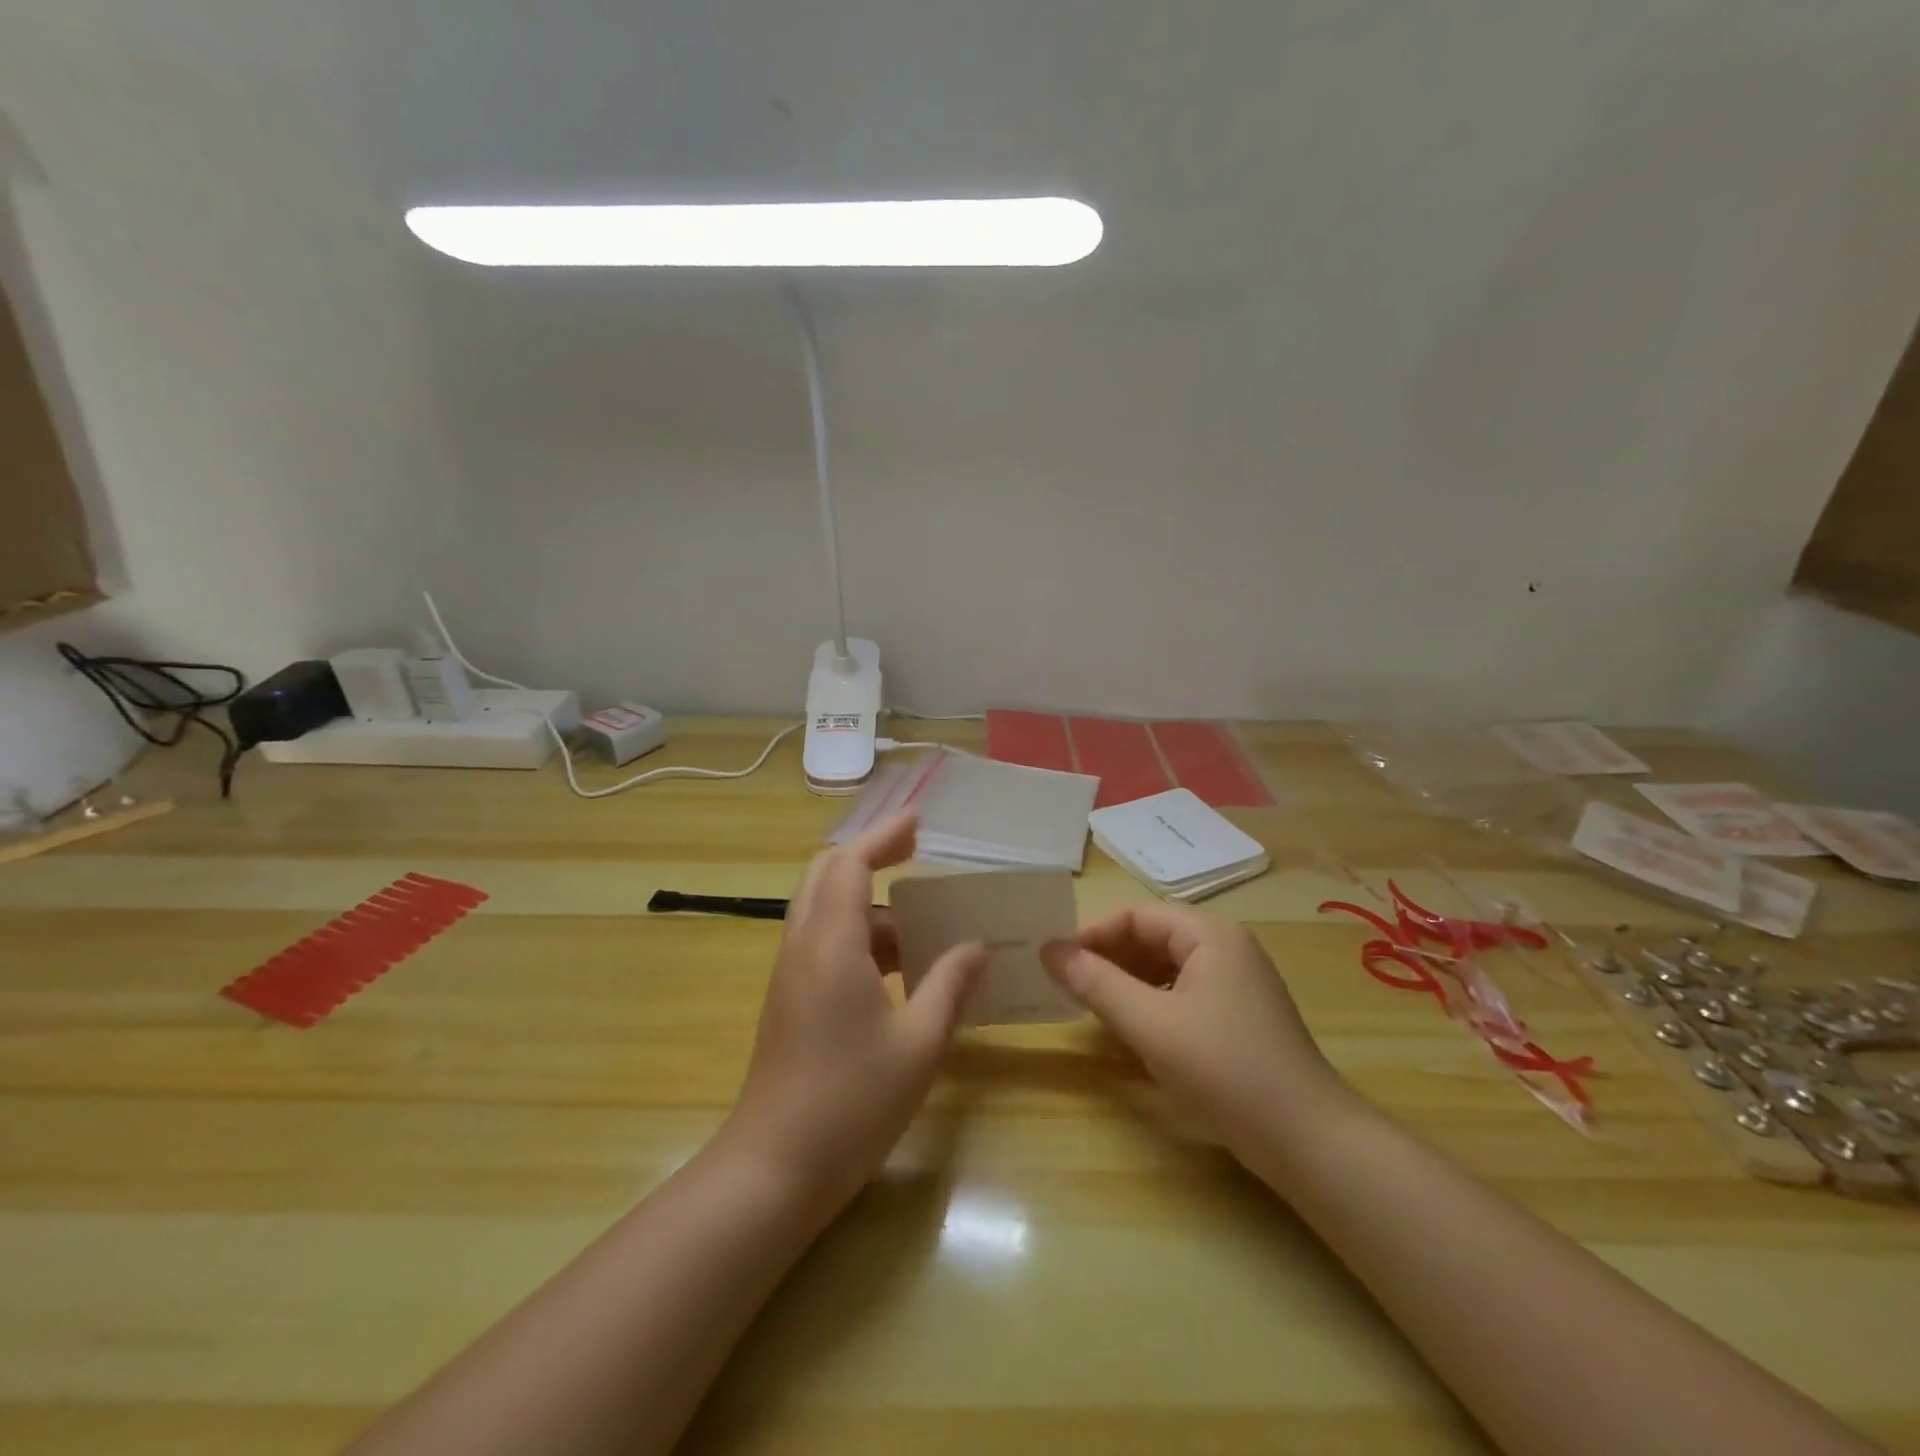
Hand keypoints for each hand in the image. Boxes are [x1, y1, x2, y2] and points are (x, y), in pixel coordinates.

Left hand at [724, 814, 985, 1213]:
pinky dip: (860, 935)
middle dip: (870, 856)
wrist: (774, 1169)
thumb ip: (949, 985)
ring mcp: (790, 973)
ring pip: (825, 910)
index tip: (918, 822)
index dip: (883, 836)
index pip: (851, 864)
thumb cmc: (851, 1103)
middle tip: (916, 856)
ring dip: (870, 904)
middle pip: (826, 874)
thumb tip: (976, 946)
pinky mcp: (790, 999)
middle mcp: (803, 946)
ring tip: (923, 926)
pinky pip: (824, 942)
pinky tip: (899, 969)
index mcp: (832, 944)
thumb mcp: (919, 1043)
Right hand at [1041, 904, 1350, 1163]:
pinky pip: (1183, 993)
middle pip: (1153, 937)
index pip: (1137, 915)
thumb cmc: (1225, 1069)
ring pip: (1167, 967)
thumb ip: (1097, 984)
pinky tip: (1134, 1028)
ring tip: (1092, 1006)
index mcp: (1210, 935)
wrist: (1309, 1141)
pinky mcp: (1240, 1017)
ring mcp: (1238, 983)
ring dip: (1128, 981)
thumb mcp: (1151, 1024)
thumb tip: (1049, 950)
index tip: (1057, 962)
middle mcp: (1227, 948)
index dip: (1093, 934)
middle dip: (1109, 957)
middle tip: (1068, 985)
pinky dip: (1152, 1002)